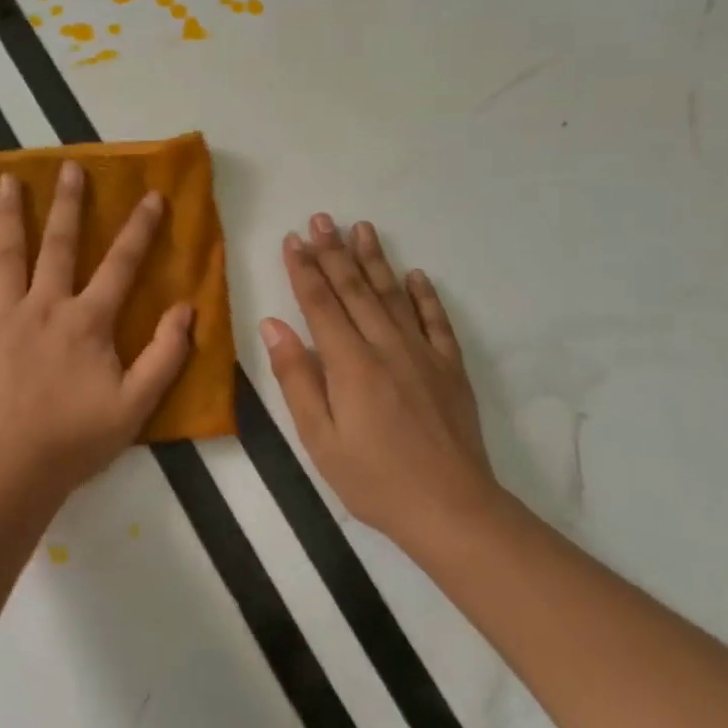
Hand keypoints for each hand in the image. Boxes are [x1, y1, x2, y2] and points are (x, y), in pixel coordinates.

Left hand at [0, 162, 192, 506]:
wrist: (11, 471)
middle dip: (67, 203)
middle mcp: (44, 305)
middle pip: (58, 244)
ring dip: (7, 214)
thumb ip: (166, 354)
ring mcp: (1, 316)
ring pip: (6, 254)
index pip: (121, 264)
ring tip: (5, 179)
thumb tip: (187, 307)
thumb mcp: (137, 404)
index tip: (152, 195)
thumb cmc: (76, 440)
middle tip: (70, 167)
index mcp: (87, 321)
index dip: (140, 229)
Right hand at [259, 214, 500, 543]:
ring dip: (375, 260)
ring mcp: (423, 355)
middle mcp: (387, 347)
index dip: (304, 269)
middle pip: (356, 289)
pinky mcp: (450, 368)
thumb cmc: (374, 479)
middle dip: (334, 252)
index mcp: (351, 364)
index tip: (292, 239)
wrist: (453, 510)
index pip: (321, 304)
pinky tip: (416, 275)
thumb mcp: (319, 439)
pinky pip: (436, 321)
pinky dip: (424, 296)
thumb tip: (274, 326)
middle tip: (321, 218)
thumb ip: (296, 378)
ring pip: (394, 295)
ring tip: (361, 228)